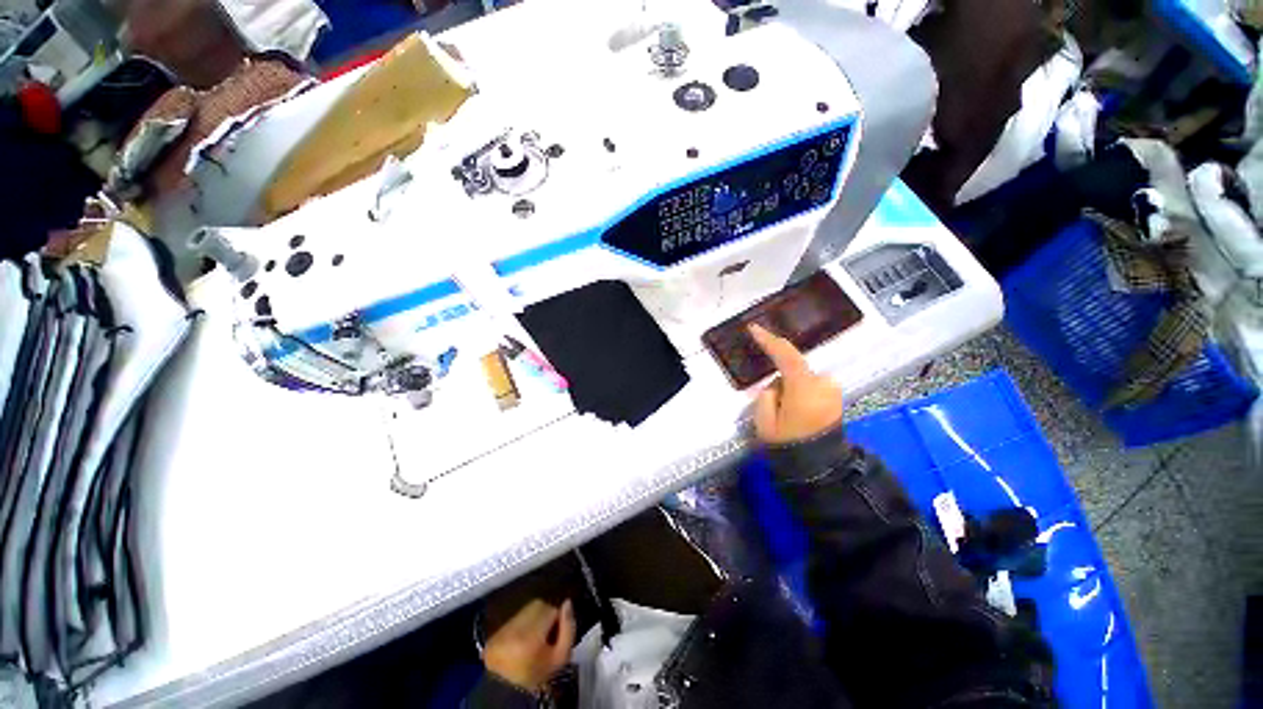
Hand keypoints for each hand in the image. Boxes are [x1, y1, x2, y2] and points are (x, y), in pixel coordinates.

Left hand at [483, 600, 574, 691]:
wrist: (511, 691)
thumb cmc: (539, 675)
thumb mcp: (560, 657)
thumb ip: (568, 629)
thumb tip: (567, 602)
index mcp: (532, 636)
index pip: (551, 610)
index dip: (556, 621)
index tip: (554, 635)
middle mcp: (515, 629)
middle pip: (538, 605)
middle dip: (545, 616)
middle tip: (545, 634)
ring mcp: (502, 631)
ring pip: (526, 610)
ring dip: (533, 618)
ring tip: (533, 637)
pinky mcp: (494, 634)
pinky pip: (514, 618)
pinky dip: (520, 625)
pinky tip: (521, 640)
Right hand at [749, 324, 843, 443]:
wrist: (820, 468)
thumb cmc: (788, 444)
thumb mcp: (764, 421)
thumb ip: (766, 395)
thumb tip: (776, 385)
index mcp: (804, 387)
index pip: (785, 355)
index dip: (768, 340)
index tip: (753, 328)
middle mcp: (823, 383)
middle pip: (794, 368)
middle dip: (781, 379)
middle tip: (773, 405)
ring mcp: (833, 391)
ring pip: (803, 378)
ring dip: (792, 387)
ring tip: (785, 412)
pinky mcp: (836, 399)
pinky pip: (812, 386)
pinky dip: (801, 391)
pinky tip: (796, 411)